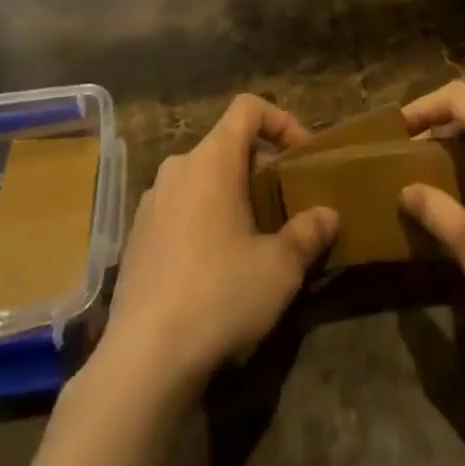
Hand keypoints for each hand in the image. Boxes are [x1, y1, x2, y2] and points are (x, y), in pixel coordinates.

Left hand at [97, 95, 337, 399]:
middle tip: (283, 205)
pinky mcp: (136, 235)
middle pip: (226, 145)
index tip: (301, 155)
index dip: (280, 120)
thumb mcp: (279, 269)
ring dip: (231, 194)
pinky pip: (179, 207)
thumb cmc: (219, 296)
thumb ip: (307, 234)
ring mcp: (151, 200)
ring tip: (252, 238)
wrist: (143, 358)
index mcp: (212, 160)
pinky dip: (203, 218)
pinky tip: (214, 267)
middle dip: (259, 166)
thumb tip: (328, 215)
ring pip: (201, 178)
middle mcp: (178, 167)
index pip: (247, 108)